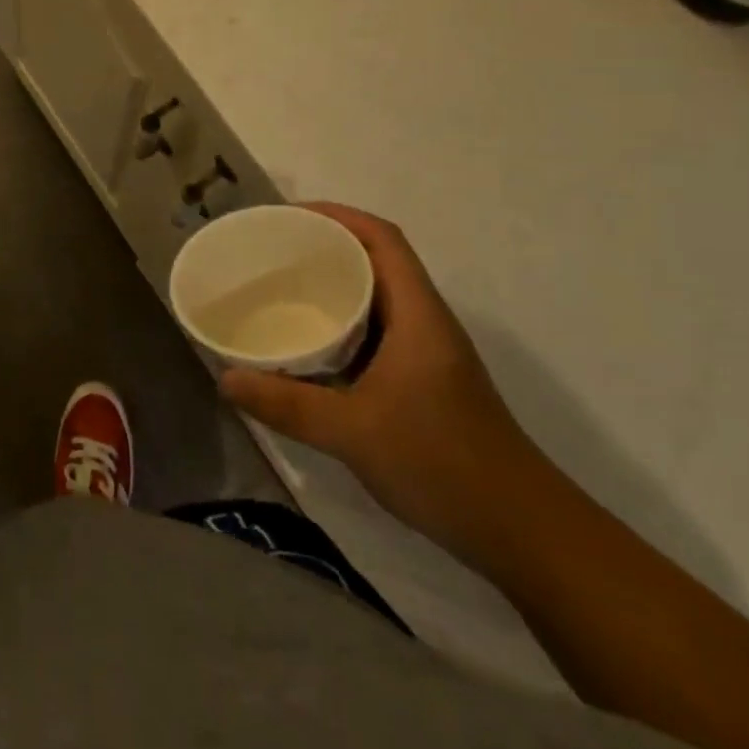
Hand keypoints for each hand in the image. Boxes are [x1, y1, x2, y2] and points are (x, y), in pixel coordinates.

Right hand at [219, 203, 552, 567]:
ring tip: (281, 287)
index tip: (288, 216)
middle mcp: (425, 322)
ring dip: (334, 284)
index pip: (383, 239)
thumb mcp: (353, 433)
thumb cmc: (443, 465)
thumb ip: (286, 405)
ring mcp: (428, 353)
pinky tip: (310, 344)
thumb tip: (225, 379)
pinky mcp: (424, 380)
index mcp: (417, 315)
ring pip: (377, 296)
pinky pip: (376, 330)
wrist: (523, 533)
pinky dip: (342, 322)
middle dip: (326, 245)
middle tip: (272, 251)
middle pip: (377, 260)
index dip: (338, 215)